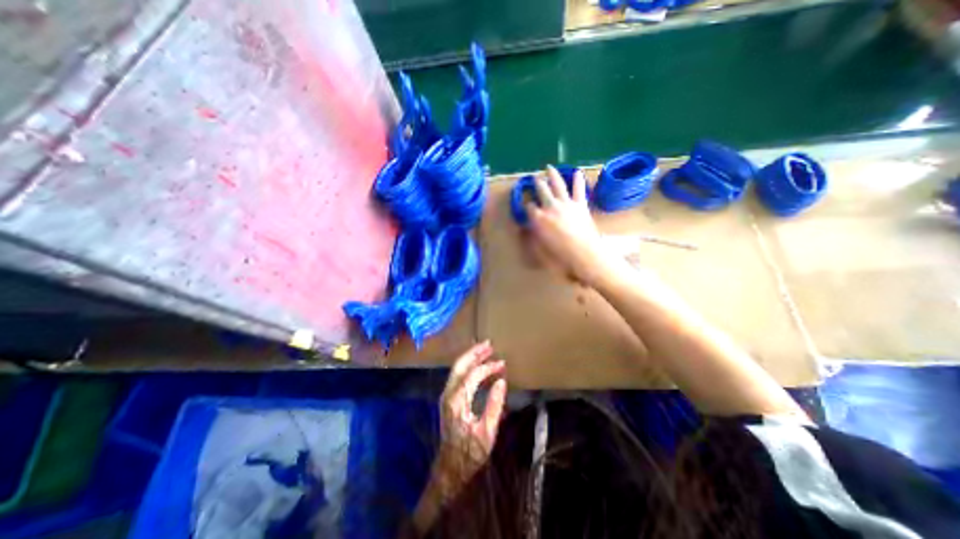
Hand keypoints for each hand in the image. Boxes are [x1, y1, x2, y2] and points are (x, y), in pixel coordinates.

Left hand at [438, 344, 510, 498]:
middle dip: (474, 352)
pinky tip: (477, 364)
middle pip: (460, 365)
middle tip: (489, 344)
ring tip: (485, 349)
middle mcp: (449, 393)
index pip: (473, 375)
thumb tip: (501, 381)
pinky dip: (468, 366)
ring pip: (457, 368)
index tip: (502, 364)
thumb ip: (494, 405)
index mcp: (458, 401)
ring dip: (470, 357)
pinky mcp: (448, 398)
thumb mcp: (487, 432)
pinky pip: (458, 375)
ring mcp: (446, 395)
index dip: (488, 367)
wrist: (450, 467)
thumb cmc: (470, 452)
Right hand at [525, 166, 622, 287]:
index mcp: (538, 218)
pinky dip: (578, 180)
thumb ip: (532, 235)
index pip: (529, 207)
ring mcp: (566, 203)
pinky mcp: (580, 205)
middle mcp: (550, 206)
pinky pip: (579, 190)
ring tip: (549, 167)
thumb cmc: (559, 255)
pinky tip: (577, 172)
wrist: (583, 253)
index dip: (527, 206)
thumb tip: (528, 228)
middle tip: (535, 178)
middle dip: (537, 184)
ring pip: (557, 185)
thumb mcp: (539, 248)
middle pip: (541, 191)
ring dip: (553, 175)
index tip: (528, 207)